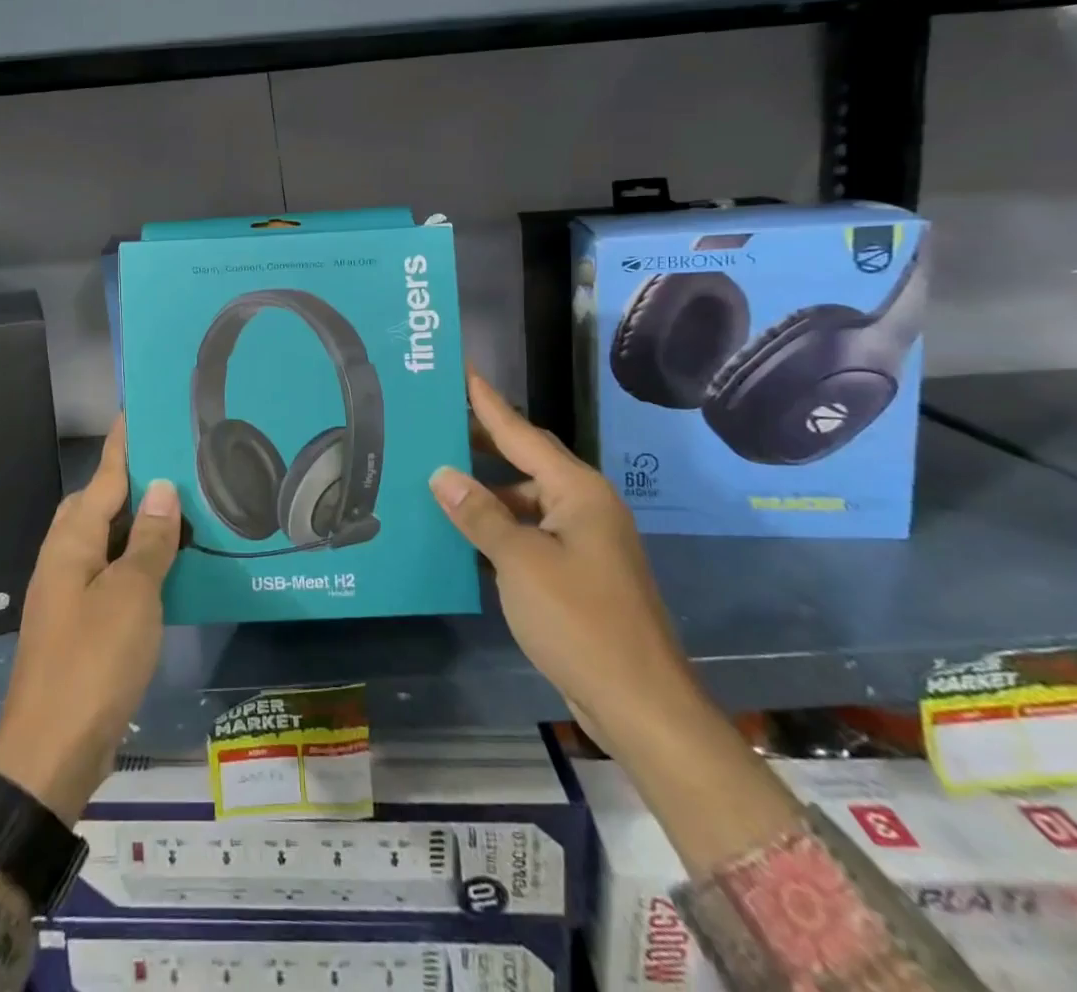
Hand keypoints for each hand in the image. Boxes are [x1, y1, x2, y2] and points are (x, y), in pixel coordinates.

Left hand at [0, 419, 180, 823]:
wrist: (51, 754)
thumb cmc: (93, 663)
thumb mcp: (132, 596)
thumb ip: (148, 540)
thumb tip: (161, 489)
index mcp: (72, 542)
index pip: (103, 477)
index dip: (122, 443)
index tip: (138, 409)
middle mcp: (64, 559)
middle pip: (98, 503)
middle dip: (131, 479)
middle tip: (175, 463)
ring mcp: (69, 593)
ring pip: (105, 539)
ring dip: (137, 522)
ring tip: (180, 508)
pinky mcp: (79, 623)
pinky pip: (110, 573)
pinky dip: (136, 559)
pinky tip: (166, 566)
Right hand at [431, 368, 799, 872]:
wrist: (640, 704)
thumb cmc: (581, 621)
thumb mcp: (520, 562)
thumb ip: (480, 514)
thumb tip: (441, 474)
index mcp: (578, 491)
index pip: (521, 433)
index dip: (488, 403)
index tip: (461, 371)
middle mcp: (584, 506)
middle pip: (525, 461)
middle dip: (482, 442)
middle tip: (436, 422)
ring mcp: (583, 541)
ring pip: (525, 500)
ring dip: (485, 491)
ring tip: (436, 477)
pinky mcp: (576, 572)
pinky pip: (529, 533)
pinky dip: (497, 527)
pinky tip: (462, 532)